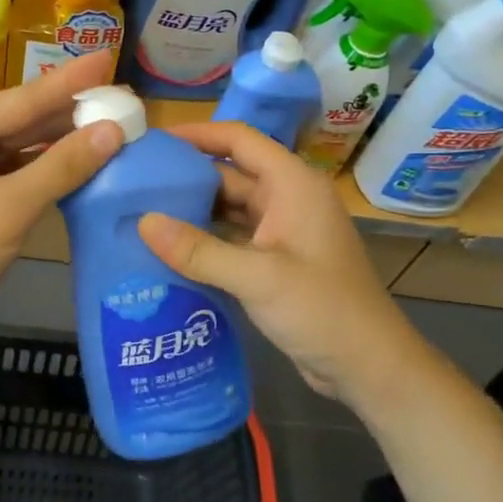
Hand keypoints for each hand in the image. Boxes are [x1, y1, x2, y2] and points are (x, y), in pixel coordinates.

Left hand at [0, 51, 122, 341]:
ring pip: (23, 142)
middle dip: (72, 111)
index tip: (106, 56)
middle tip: (123, 96)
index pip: (21, 100)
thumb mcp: (10, 209)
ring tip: (115, 119)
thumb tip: (113, 131)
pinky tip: (86, 154)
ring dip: (65, 138)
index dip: (69, 82)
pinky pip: (18, 165)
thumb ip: (62, 166)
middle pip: (23, 118)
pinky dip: (50, 164)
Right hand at [139, 120, 430, 410]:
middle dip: (185, 177)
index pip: (240, 140)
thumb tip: (142, 222)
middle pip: (229, 174)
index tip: (153, 141)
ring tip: (140, 214)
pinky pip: (231, 239)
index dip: (197, 134)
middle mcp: (287, 200)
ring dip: (191, 212)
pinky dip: (203, 241)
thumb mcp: (258, 277)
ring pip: (228, 209)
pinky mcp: (274, 262)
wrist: (369, 367)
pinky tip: (167, 250)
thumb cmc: (322, 310)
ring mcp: (281, 232)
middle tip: (133, 184)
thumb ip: (199, 250)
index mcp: (292, 185)